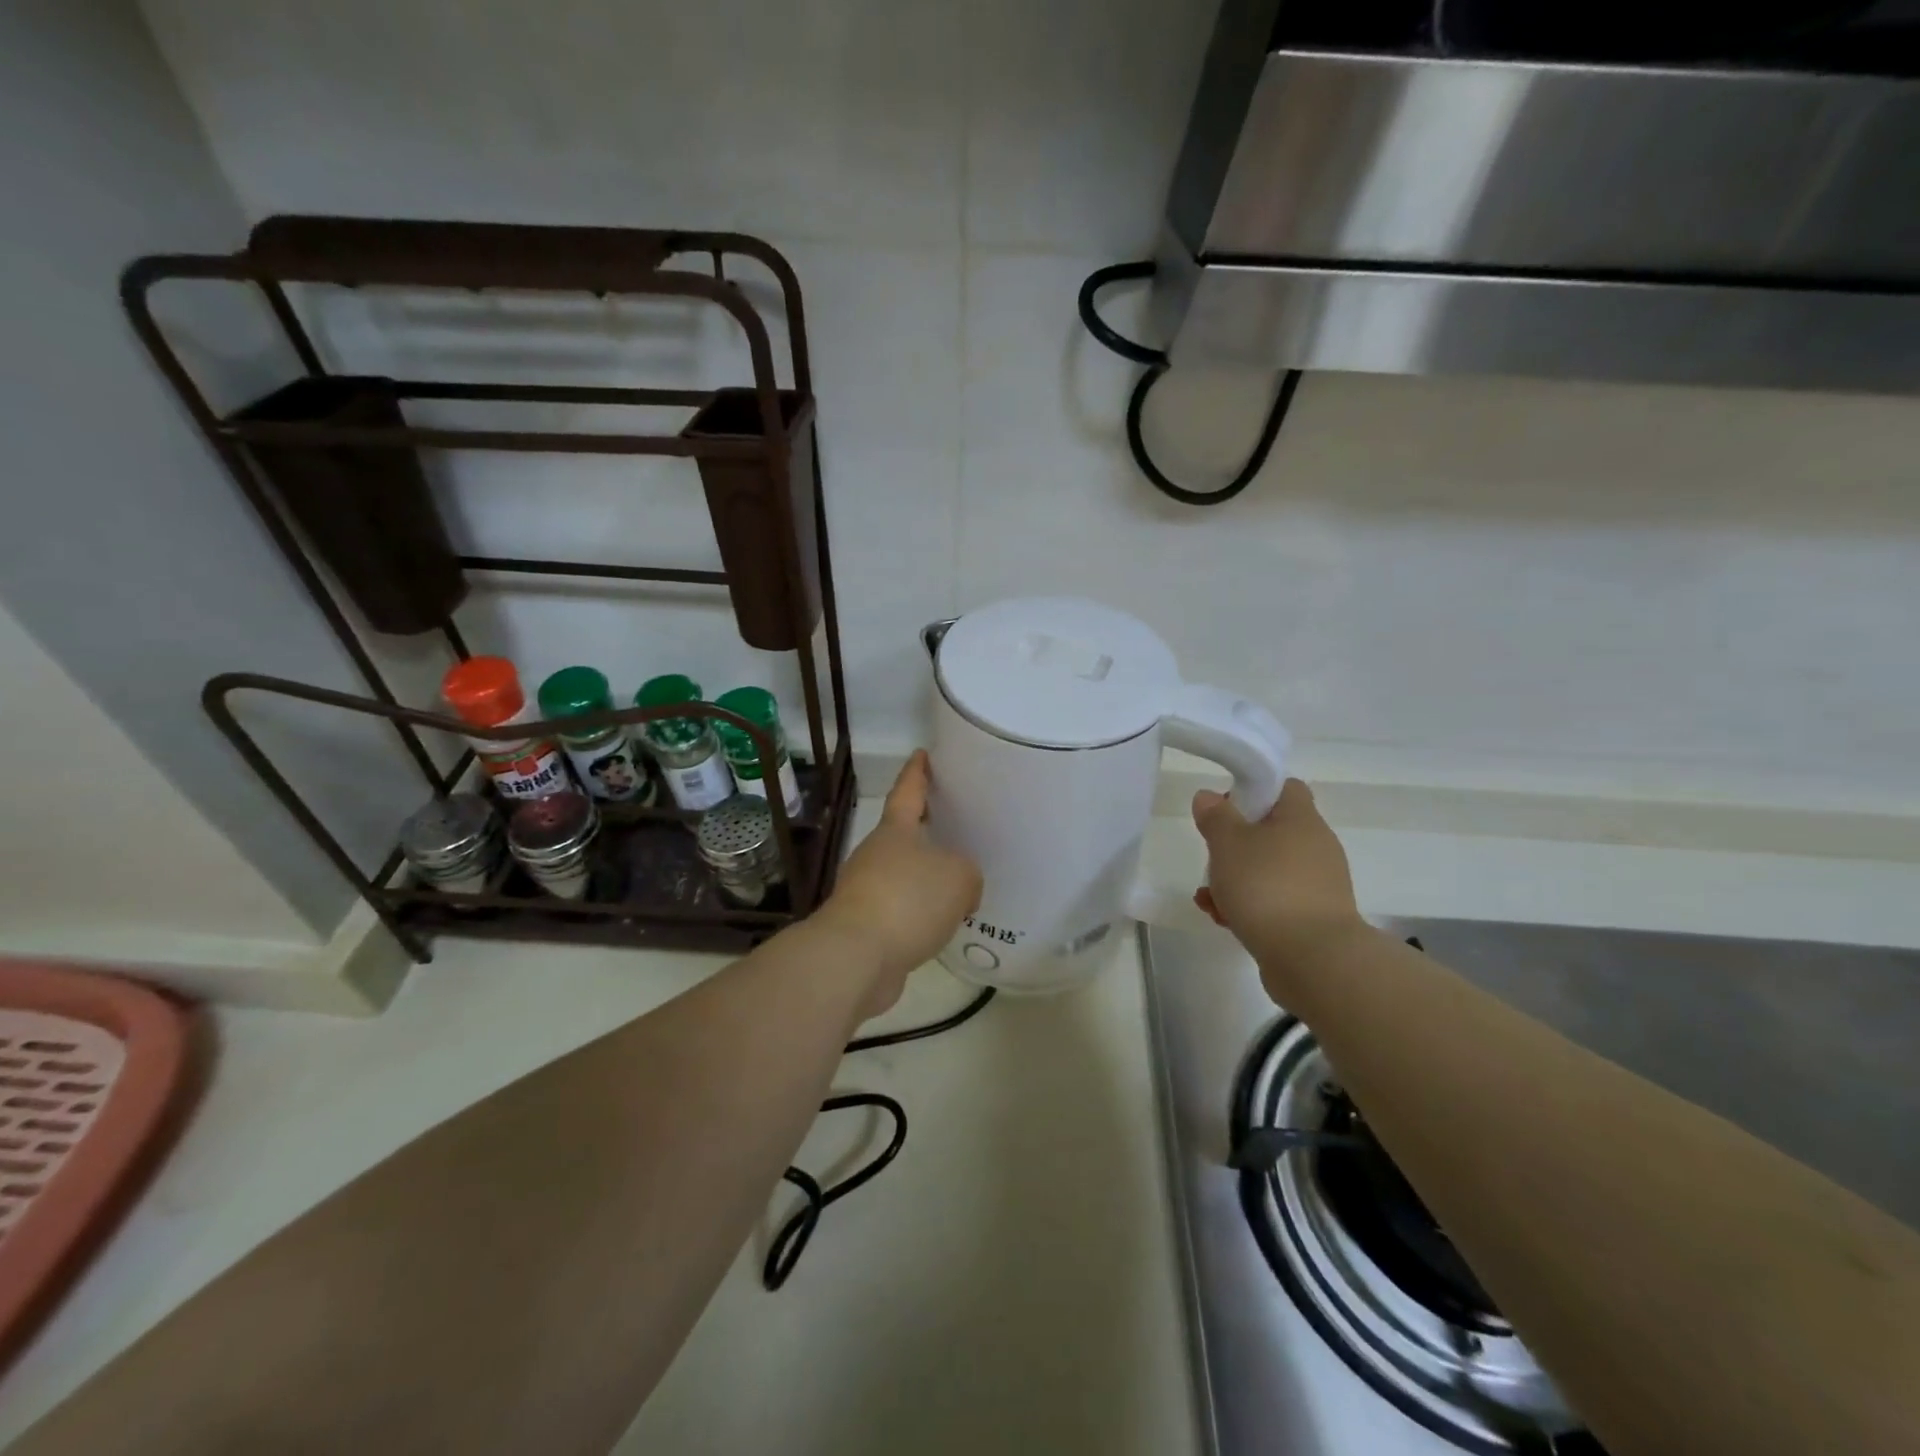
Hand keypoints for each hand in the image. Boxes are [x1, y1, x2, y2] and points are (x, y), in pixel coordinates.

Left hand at [816, 751, 982, 1017]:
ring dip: (924, 879)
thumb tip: (960, 889)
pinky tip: (938, 927)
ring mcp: (864, 891)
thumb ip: (968, 874)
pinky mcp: (864, 926)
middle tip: (954, 828)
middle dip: (925, 832)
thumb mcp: (958, 877)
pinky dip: (918, 914)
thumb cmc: (908, 900)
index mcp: (895, 831)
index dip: (917, 773)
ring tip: (956, 887)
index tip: (922, 754)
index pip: (908, 791)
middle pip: (903, 835)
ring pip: (902, 876)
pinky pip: (900, 911)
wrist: (855, 956)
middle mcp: (875, 855)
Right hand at [1192, 778, 1364, 996]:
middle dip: (1235, 845)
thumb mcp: (1228, 844)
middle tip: (1212, 856)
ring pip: (1269, 870)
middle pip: (1272, 832)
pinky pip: (1275, 902)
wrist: (1312, 959)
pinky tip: (1223, 920)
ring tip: (1208, 898)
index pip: (1284, 788)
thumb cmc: (1267, 887)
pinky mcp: (1313, 919)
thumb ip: (1215, 817)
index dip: (1253, 792)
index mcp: (1301, 820)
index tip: (1225, 808)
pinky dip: (1249, 906)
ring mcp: (1318, 886)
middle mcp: (1316, 847)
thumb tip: (1209, 796)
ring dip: (1236, 880)